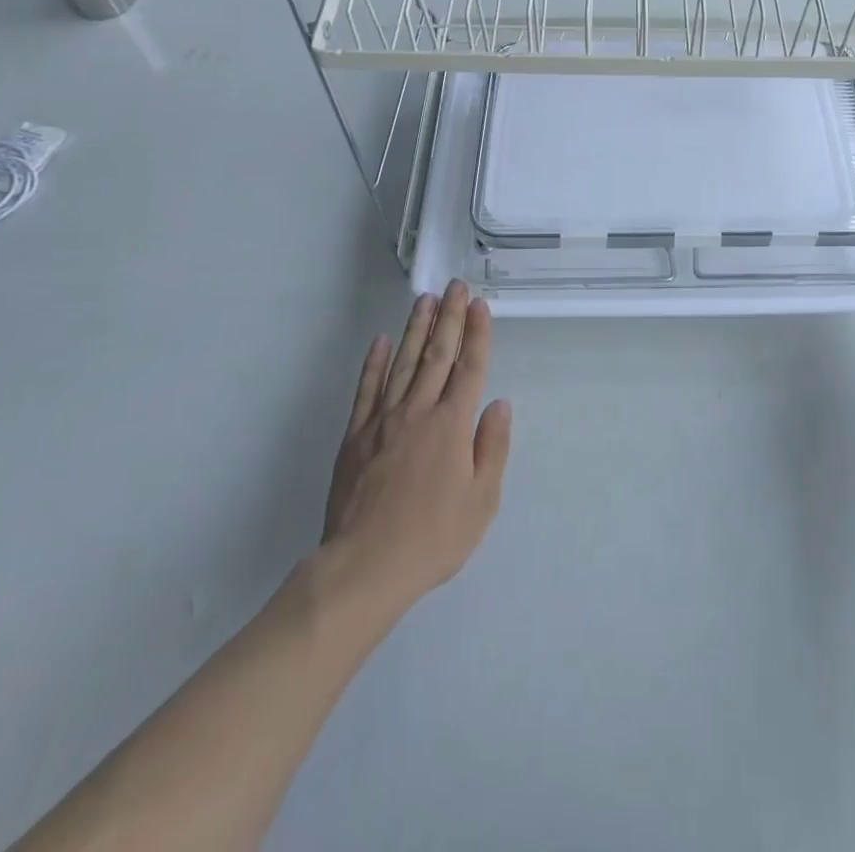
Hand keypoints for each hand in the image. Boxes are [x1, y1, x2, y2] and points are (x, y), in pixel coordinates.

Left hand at [318, 280, 511, 611]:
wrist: (364, 567)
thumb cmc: (433, 537)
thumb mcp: (482, 501)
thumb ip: (492, 448)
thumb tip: (499, 405)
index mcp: (452, 425)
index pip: (470, 367)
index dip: (477, 333)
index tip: (480, 305)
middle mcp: (419, 411)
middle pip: (437, 355)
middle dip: (449, 318)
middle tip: (455, 286)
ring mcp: (383, 421)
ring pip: (403, 363)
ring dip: (416, 329)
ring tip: (425, 300)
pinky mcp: (355, 436)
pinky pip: (366, 389)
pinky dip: (374, 363)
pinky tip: (381, 342)